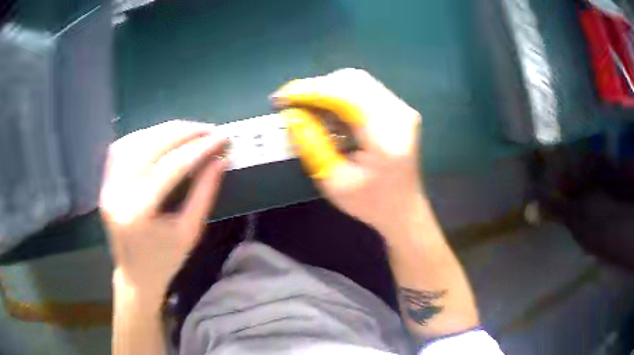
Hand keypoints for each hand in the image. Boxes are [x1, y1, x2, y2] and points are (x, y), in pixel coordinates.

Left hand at [100, 120, 227, 302]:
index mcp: (138, 213)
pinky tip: (161, 137)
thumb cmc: (165, 260)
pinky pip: (123, 148)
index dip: (199, 149)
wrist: (135, 275)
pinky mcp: (105, 182)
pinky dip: (145, 136)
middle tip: (208, 129)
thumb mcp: (190, 231)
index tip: (222, 138)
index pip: (171, 167)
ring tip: (189, 131)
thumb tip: (220, 159)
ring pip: (135, 141)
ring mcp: (108, 186)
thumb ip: (204, 193)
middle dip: (183, 133)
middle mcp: (117, 193)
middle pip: (151, 147)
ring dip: (164, 131)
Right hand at [272, 69, 423, 235]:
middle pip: (352, 81)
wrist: (403, 209)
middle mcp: (399, 115)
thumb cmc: (369, 203)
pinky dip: (339, 96)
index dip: (310, 91)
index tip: (281, 97)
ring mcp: (401, 109)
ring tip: (306, 109)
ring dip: (327, 90)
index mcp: (386, 137)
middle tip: (292, 104)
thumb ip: (312, 145)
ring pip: (357, 82)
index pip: (345, 96)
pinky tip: (327, 112)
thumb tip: (291, 114)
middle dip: (317, 88)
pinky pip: (363, 90)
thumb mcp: (333, 181)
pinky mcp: (398, 109)